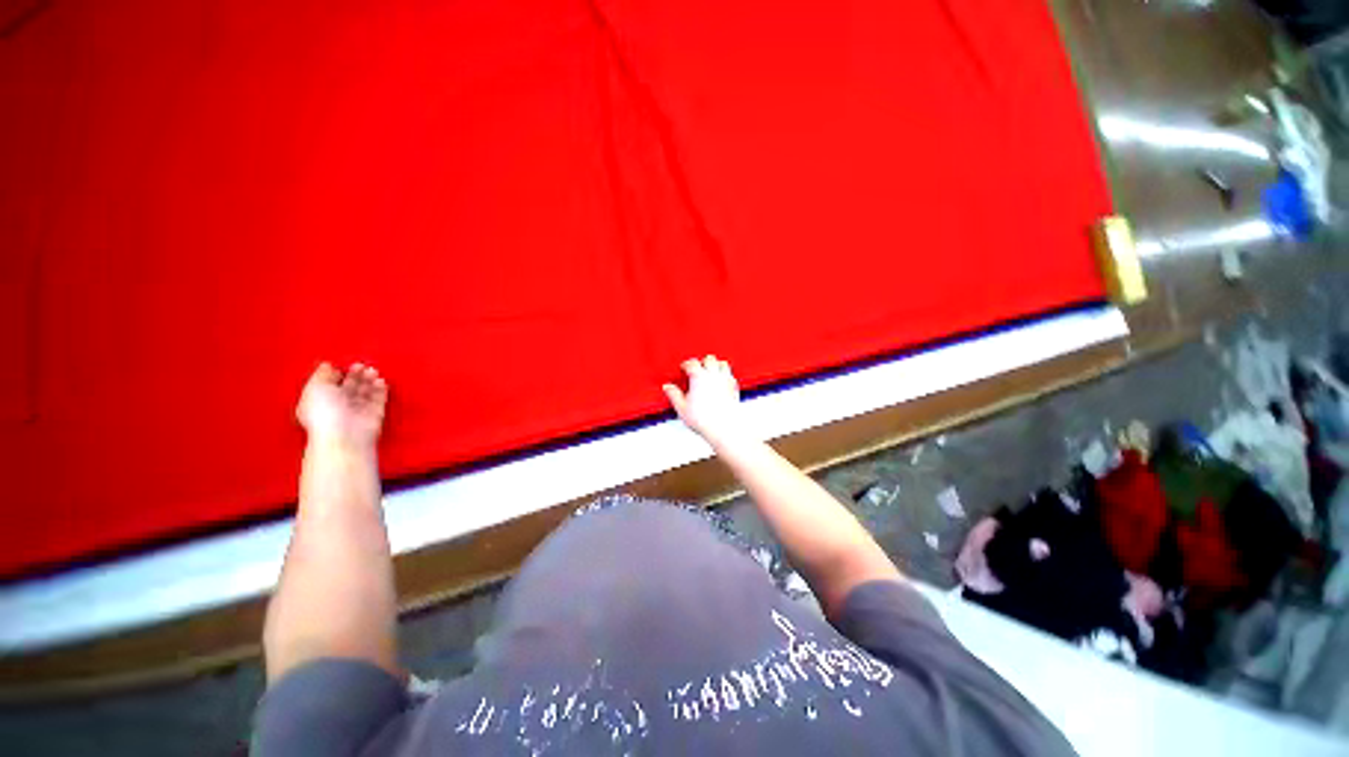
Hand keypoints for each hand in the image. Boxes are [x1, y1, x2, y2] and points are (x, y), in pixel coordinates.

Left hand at [296, 362, 387, 447]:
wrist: (345, 434)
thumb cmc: (325, 413)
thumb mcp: (315, 388)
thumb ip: (321, 375)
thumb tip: (327, 365)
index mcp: (318, 401)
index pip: (328, 384)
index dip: (335, 373)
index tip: (342, 364)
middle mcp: (338, 406)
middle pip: (349, 387)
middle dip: (356, 375)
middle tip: (361, 365)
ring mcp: (357, 411)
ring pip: (365, 391)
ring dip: (369, 380)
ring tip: (372, 371)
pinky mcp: (374, 415)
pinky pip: (379, 399)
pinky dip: (381, 389)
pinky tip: (380, 381)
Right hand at [663, 356, 747, 446]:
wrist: (723, 427)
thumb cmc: (703, 419)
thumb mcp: (682, 408)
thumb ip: (674, 395)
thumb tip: (667, 387)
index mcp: (699, 377)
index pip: (692, 363)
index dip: (687, 364)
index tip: (684, 368)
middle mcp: (713, 375)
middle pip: (709, 359)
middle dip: (702, 362)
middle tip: (697, 369)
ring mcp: (726, 380)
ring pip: (722, 363)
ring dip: (716, 365)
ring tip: (710, 373)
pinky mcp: (734, 387)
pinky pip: (731, 375)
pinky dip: (725, 375)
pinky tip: (721, 382)